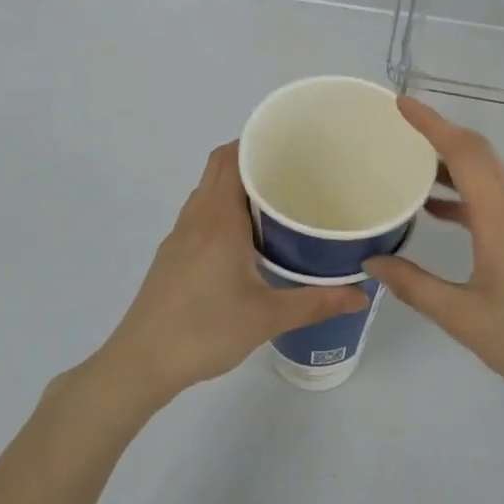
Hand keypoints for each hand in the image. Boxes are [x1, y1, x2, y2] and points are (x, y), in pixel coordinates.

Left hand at [93, 143, 369, 408]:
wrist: (142, 362)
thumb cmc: (205, 330)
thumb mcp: (267, 317)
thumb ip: (317, 302)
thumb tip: (361, 293)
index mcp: (219, 218)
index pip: (233, 157)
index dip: (257, 142)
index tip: (291, 145)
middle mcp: (196, 216)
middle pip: (219, 167)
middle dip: (251, 158)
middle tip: (292, 171)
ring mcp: (179, 235)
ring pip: (207, 190)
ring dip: (234, 183)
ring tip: (274, 200)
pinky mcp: (171, 254)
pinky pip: (199, 212)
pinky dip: (221, 207)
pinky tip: (244, 238)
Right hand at [365, 99, 503, 420]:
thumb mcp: (462, 317)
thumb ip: (414, 285)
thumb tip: (372, 261)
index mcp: (501, 217)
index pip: (464, 152)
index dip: (431, 123)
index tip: (400, 103)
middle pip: (477, 154)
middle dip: (438, 135)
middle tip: (396, 129)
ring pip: (487, 175)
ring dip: (450, 164)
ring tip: (407, 165)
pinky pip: (493, 198)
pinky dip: (463, 192)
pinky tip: (436, 211)